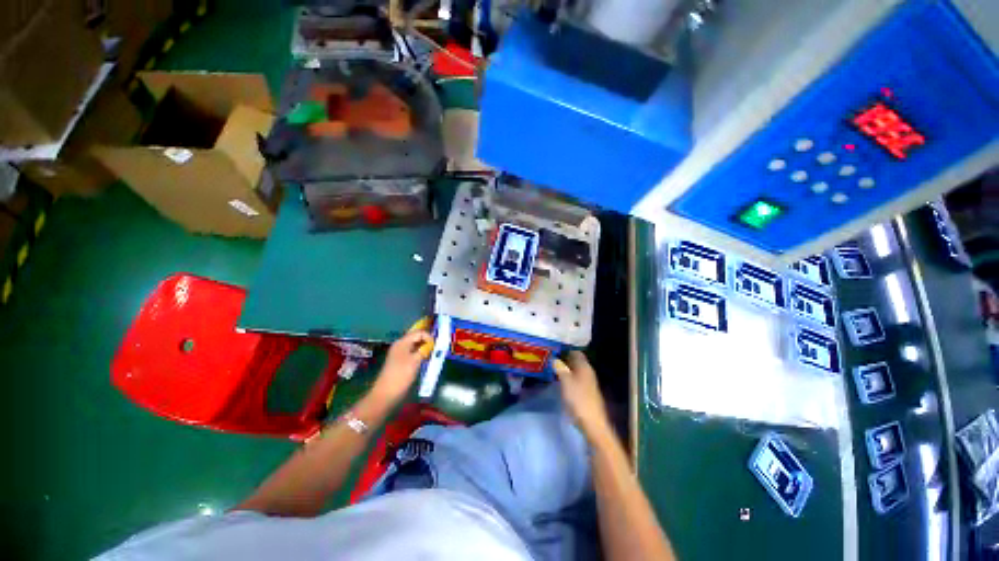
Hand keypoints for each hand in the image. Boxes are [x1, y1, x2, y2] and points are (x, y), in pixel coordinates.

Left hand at [371, 330, 432, 402]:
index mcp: (402, 342)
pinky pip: (412, 352)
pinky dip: (419, 353)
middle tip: (436, 348)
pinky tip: (424, 359)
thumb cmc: (401, 375)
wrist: (386, 393)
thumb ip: (424, 350)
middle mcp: (400, 345)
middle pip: (416, 337)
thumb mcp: (415, 361)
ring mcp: (399, 353)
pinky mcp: (400, 361)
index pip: (419, 332)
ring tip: (432, 354)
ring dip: (424, 347)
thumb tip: (432, 344)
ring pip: (415, 345)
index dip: (429, 337)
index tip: (435, 346)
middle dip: (427, 341)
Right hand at [554, 351, 611, 439]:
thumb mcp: (566, 382)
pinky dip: (568, 378)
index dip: (565, 350)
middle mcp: (588, 372)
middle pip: (575, 362)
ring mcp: (588, 383)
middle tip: (550, 360)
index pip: (576, 352)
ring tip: (552, 370)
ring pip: (575, 371)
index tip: (553, 350)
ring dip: (565, 370)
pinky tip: (560, 382)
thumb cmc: (579, 399)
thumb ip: (560, 368)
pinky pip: (576, 380)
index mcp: (584, 367)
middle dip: (564, 360)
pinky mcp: (586, 393)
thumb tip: (554, 359)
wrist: (592, 423)